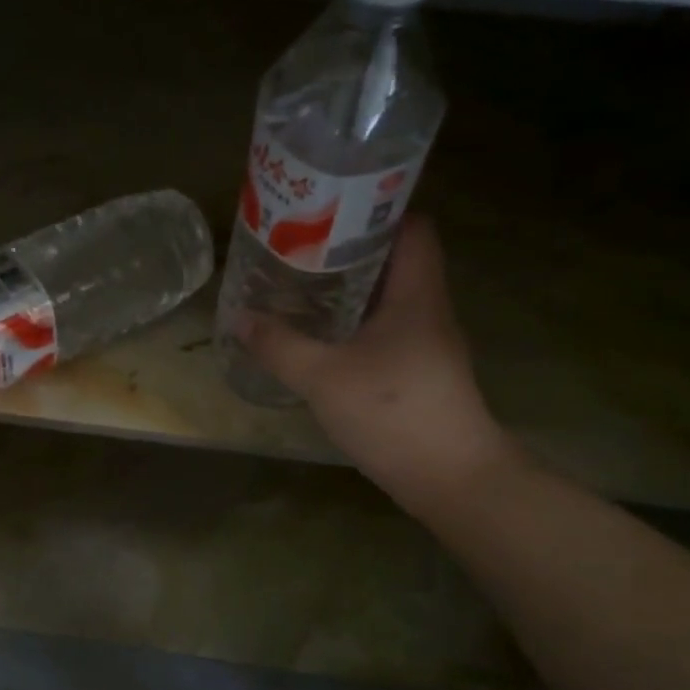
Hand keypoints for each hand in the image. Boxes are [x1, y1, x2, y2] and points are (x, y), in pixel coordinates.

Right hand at [238, 216, 517, 511]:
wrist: (449, 477)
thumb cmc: (392, 412)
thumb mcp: (323, 376)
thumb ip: (279, 346)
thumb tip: (239, 318)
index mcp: (416, 293)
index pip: (411, 227)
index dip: (374, 213)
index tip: (327, 213)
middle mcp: (428, 310)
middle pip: (394, 262)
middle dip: (347, 253)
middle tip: (298, 252)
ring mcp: (427, 344)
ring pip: (387, 300)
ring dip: (348, 293)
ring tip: (300, 291)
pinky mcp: (420, 374)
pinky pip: (385, 333)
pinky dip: (354, 327)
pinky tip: (321, 341)